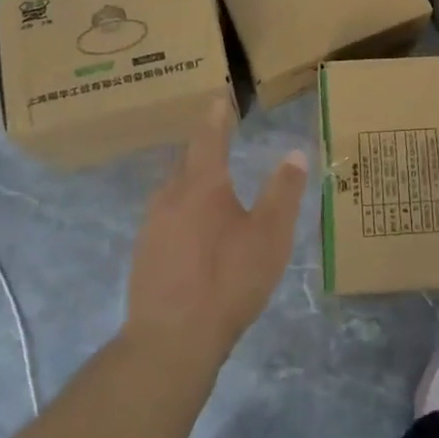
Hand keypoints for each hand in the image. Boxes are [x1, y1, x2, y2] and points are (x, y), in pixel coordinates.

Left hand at [125, 99, 307, 367]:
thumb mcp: (270, 235)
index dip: (217, 116)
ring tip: (210, 184)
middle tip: (219, 138)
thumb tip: (295, 153)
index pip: (209, 137)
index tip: (219, 98)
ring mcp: (152, 225)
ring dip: (191, 180)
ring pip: (173, 189)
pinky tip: (194, 230)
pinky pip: (165, 216)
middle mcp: (171, 195)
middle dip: (203, 147)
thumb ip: (283, 191)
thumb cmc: (228, 280)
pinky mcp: (143, 254)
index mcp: (202, 184)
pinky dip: (182, 209)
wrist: (171, 340)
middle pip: (187, 161)